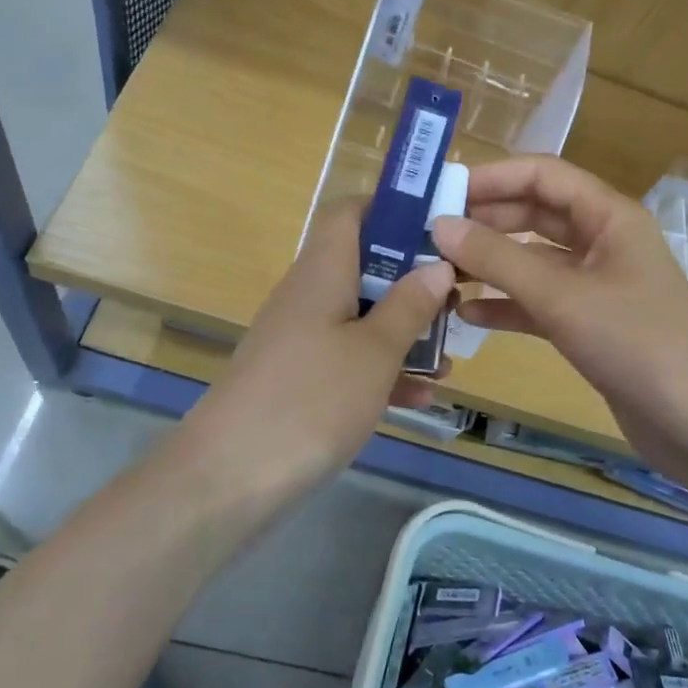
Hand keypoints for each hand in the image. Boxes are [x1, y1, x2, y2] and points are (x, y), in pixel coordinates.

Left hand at [182, 198, 454, 485]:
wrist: (229, 478)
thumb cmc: (311, 399)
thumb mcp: (375, 351)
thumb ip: (410, 305)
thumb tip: (437, 263)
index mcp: (323, 271)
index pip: (350, 212)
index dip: (392, 209)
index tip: (439, 228)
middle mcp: (309, 295)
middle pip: (364, 265)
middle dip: (414, 280)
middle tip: (458, 298)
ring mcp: (301, 339)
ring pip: (362, 316)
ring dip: (405, 331)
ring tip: (449, 356)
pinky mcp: (299, 378)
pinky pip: (348, 359)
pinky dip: (382, 370)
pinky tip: (420, 397)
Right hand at [431, 156, 687, 483]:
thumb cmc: (637, 344)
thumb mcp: (563, 296)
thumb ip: (499, 259)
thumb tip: (439, 224)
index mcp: (609, 217)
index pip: (543, 175)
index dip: (492, 177)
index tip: (440, 192)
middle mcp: (603, 242)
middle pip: (535, 214)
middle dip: (485, 220)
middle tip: (428, 234)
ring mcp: (597, 285)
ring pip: (534, 261)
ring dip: (491, 263)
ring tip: (437, 272)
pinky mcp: (591, 325)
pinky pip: (540, 302)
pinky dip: (507, 304)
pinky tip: (468, 313)